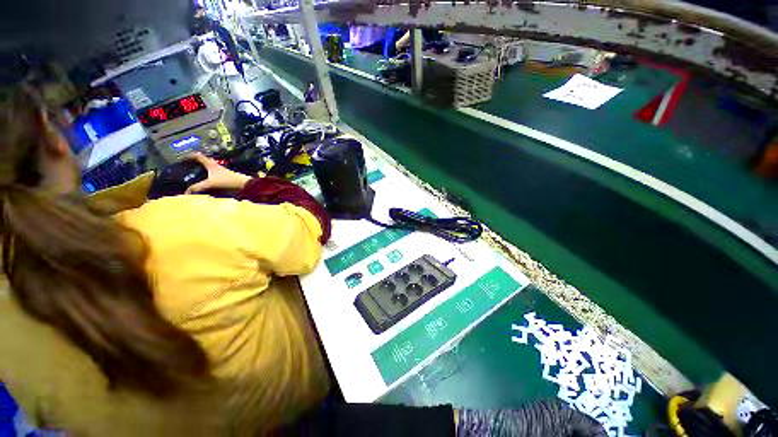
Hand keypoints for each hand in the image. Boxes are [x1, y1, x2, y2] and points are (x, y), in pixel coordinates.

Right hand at [184, 153, 252, 193]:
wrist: (245, 185)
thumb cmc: (229, 181)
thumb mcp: (211, 183)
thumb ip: (198, 187)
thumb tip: (186, 192)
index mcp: (211, 164)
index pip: (198, 156)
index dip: (189, 156)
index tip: (181, 159)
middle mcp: (215, 167)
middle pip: (202, 163)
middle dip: (193, 166)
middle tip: (185, 170)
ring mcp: (220, 173)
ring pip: (207, 171)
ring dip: (200, 174)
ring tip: (191, 179)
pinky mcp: (224, 179)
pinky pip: (212, 178)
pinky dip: (206, 181)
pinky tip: (203, 186)